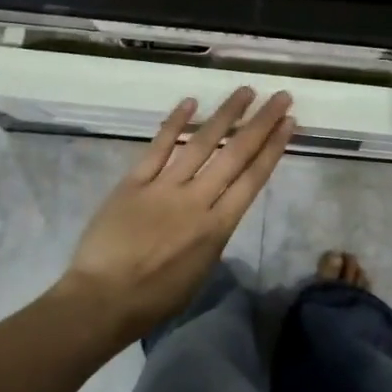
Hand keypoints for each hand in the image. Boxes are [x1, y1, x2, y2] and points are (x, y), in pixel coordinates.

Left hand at [57, 87, 294, 341]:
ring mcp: (165, 187)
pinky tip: (191, 102)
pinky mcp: (135, 181)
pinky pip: (159, 147)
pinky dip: (175, 123)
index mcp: (217, 227)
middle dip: (261, 123)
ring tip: (245, 91)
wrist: (102, 300)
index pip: (252, 178)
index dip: (273, 148)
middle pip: (236, 154)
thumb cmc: (155, 298)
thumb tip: (216, 210)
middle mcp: (197, 200)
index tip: (289, 124)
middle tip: (280, 97)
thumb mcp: (200, 271)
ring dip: (226, 114)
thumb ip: (212, 235)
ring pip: (202, 143)